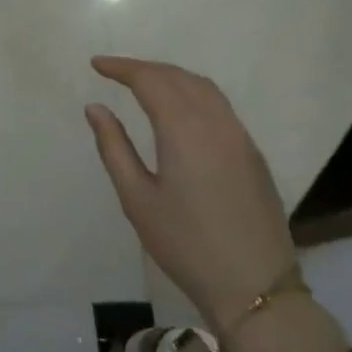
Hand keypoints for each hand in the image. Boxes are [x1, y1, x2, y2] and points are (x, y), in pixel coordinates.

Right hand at [84, 56, 295, 328]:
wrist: (255, 287)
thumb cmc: (185, 244)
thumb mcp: (137, 198)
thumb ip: (114, 147)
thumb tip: (96, 108)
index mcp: (185, 130)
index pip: (151, 80)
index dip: (122, 68)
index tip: (96, 64)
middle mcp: (217, 123)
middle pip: (179, 77)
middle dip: (145, 68)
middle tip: (114, 72)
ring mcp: (240, 138)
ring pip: (204, 88)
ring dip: (171, 77)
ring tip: (143, 83)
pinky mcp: (252, 154)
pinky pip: (220, 106)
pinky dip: (192, 93)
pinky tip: (178, 109)